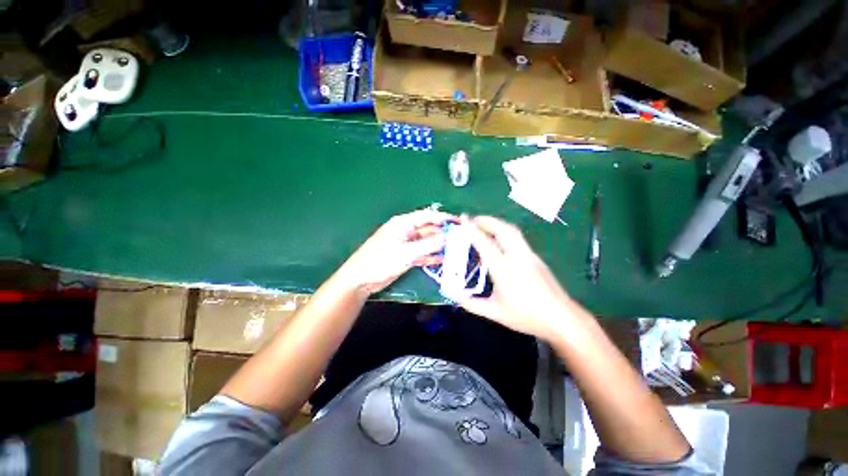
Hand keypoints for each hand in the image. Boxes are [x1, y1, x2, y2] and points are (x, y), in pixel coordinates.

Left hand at [335, 209, 453, 295]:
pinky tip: (442, 260)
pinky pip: (422, 253)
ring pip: (427, 242)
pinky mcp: (406, 256)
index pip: (427, 216)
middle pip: (429, 229)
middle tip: (461, 240)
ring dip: (438, 246)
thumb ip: (428, 245)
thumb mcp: (406, 252)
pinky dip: (431, 256)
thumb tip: (447, 238)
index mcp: (404, 223)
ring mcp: (406, 244)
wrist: (361, 279)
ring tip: (456, 251)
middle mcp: (406, 231)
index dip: (443, 217)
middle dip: (443, 234)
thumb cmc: (381, 260)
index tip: (459, 222)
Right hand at [458, 216, 573, 340]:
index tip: (463, 220)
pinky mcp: (536, 258)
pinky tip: (500, 240)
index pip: (485, 243)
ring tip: (485, 225)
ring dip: (497, 224)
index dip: (472, 230)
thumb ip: (473, 304)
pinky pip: (518, 238)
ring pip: (512, 231)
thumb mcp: (496, 313)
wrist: (561, 318)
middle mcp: (516, 257)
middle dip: (486, 220)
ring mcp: (529, 255)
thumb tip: (457, 297)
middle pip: (502, 229)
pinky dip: (505, 232)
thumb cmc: (527, 316)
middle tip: (473, 219)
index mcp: (503, 269)